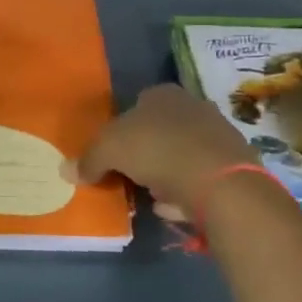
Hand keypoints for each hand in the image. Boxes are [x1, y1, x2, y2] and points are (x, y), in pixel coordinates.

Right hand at [75, 83, 260, 216]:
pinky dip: (185, 191)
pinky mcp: (234, 166)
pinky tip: (173, 207)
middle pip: (160, 129)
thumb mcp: (109, 150)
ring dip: (165, 174)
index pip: (137, 103)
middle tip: (129, 175)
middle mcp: (194, 107)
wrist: (220, 182)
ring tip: (151, 196)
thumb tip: (67, 170)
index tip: (112, 154)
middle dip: (145, 152)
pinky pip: (200, 178)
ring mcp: (218, 136)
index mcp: (163, 94)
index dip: (121, 128)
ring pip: (181, 154)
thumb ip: (88, 159)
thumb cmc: (158, 150)